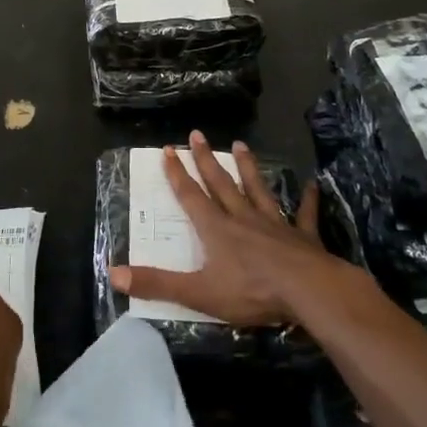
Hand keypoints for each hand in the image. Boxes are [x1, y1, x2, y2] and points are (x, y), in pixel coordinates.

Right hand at [110, 131, 336, 326]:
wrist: (309, 290)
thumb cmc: (252, 291)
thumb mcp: (198, 292)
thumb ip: (158, 284)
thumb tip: (114, 274)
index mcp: (216, 229)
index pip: (191, 196)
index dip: (177, 174)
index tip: (169, 149)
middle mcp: (243, 218)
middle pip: (221, 184)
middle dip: (207, 160)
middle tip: (198, 134)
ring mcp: (275, 224)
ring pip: (258, 189)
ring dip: (249, 168)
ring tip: (241, 145)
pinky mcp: (303, 236)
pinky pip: (304, 214)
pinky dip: (307, 199)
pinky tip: (312, 185)